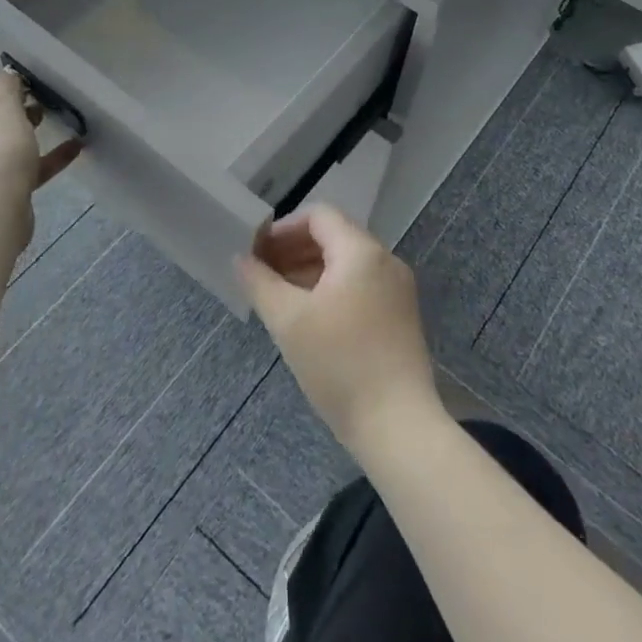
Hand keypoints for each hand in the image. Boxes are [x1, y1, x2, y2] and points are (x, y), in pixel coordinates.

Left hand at [0, 72, 81, 249]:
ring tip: (59, 122)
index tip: (20, 87)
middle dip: (14, 110)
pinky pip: (24, 168)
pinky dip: (46, 158)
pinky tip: (75, 148)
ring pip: (5, 145)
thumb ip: (8, 85)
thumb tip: (6, 76)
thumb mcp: (4, 105)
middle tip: (40, 103)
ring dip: (30, 134)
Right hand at [237, 205, 442, 460]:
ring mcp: (397, 289)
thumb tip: (241, 259)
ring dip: (310, 270)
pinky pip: (361, 285)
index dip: (283, 227)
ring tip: (279, 296)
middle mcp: (385, 260)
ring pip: (347, 263)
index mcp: (361, 251)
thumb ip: (260, 282)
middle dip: (294, 249)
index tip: (257, 251)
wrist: (397, 425)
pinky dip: (331, 289)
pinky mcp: (401, 316)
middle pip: (334, 236)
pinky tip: (309, 317)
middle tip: (262, 273)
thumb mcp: (288, 321)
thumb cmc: (339, 365)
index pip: (319, 216)